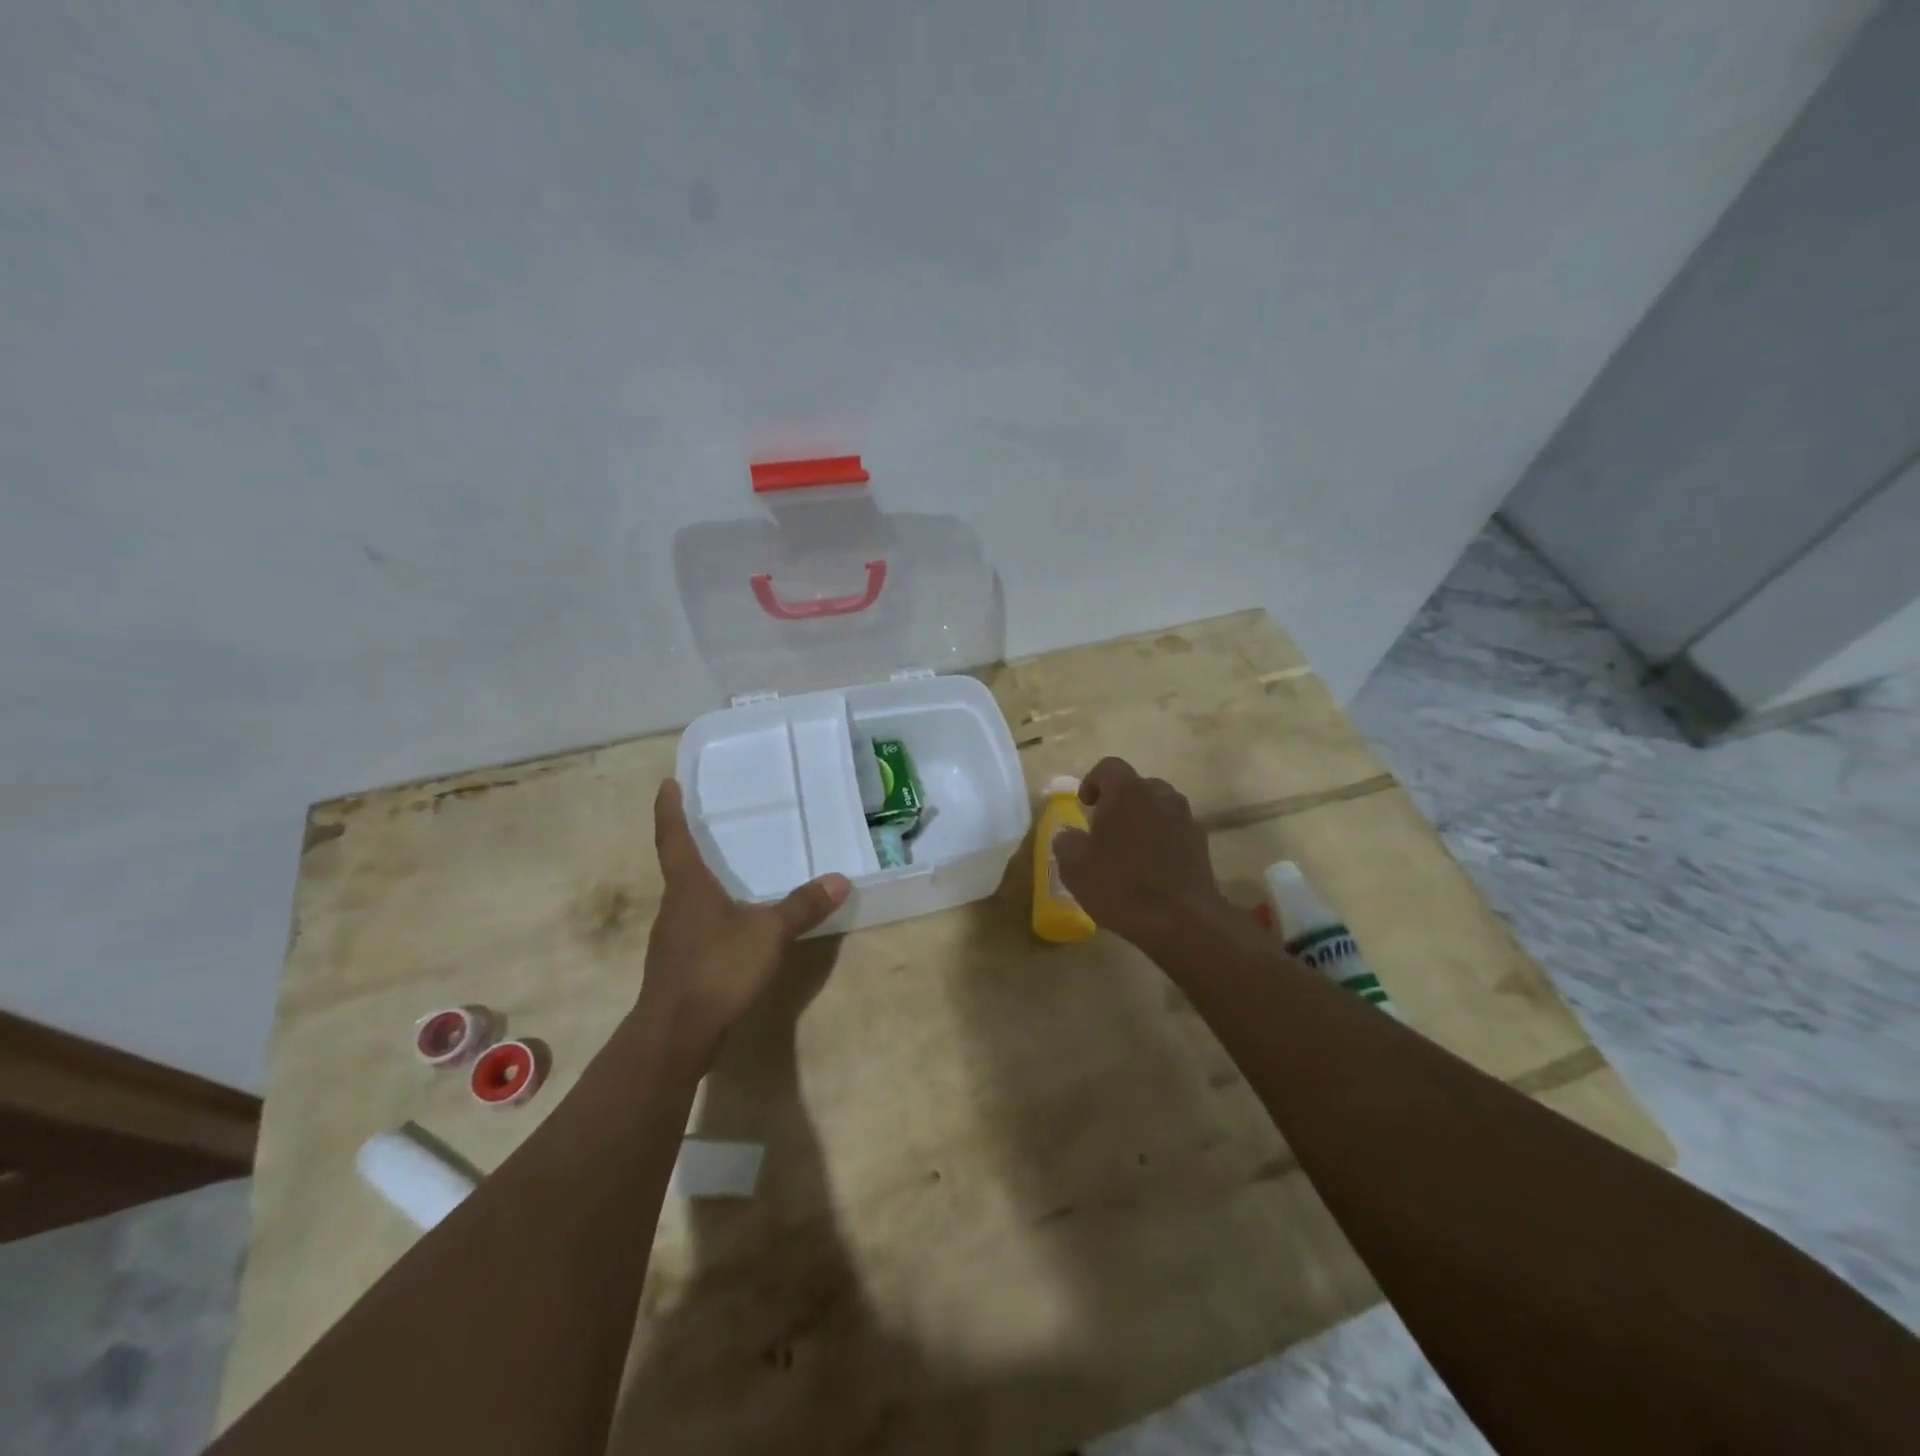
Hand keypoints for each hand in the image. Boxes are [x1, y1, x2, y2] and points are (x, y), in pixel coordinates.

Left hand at [634, 779, 850, 1069]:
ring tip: (730, 871)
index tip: (667, 784)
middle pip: (679, 867)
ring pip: (687, 899)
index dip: (669, 810)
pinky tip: (734, 925)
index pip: (673, 837)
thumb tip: (840, 879)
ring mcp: (672, 937)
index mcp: (688, 887)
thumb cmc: (718, 969)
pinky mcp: (678, 964)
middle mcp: (674, 905)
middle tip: (711, 823)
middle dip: (691, 844)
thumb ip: (803, 906)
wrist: (676, 1035)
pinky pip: (695, 925)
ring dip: (703, 882)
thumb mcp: (770, 934)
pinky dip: (712, 914)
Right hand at [1053, 757, 1229, 950]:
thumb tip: (1069, 835)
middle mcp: (1160, 794)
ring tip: (1129, 850)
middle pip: (1136, 786)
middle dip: (1119, 802)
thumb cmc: (1121, 885)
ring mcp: (1185, 818)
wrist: (1181, 920)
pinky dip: (1161, 840)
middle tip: (1105, 830)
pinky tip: (1151, 869)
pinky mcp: (1201, 843)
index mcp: (1127, 791)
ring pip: (1158, 807)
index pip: (1108, 767)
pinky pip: (1174, 830)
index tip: (1085, 805)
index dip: (1093, 781)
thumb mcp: (1074, 866)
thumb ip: (1066, 842)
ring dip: (1142, 821)